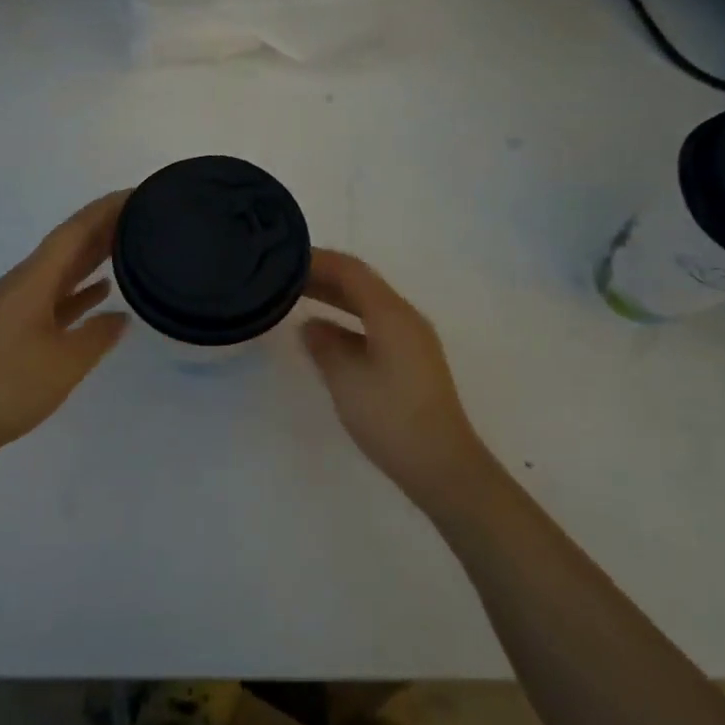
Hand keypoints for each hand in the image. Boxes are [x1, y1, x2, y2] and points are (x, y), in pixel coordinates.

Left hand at [0, 191, 131, 469]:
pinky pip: (51, 297)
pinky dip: (76, 291)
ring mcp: (12, 306)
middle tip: (141, 216)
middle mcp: (20, 284)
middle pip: (65, 246)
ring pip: (59, 271)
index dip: (104, 210)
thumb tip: (120, 317)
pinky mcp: (9, 329)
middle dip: (101, 228)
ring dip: (90, 257)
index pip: (73, 232)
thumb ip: (97, 335)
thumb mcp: (64, 363)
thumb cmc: (9, 388)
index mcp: (31, 281)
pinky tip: (99, 295)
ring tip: (127, 246)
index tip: (136, 194)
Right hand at [302, 249, 493, 508]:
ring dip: (333, 298)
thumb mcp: (346, 379)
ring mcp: (411, 340)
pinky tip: (325, 334)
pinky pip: (373, 325)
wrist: (442, 465)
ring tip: (297, 298)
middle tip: (282, 277)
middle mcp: (405, 318)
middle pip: (360, 284)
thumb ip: (324, 345)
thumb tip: (310, 325)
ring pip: (367, 305)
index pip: (350, 270)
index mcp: (392, 314)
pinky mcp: (411, 361)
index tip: (282, 259)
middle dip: (322, 276)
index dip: (316, 260)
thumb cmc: (391, 417)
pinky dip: (346, 321)